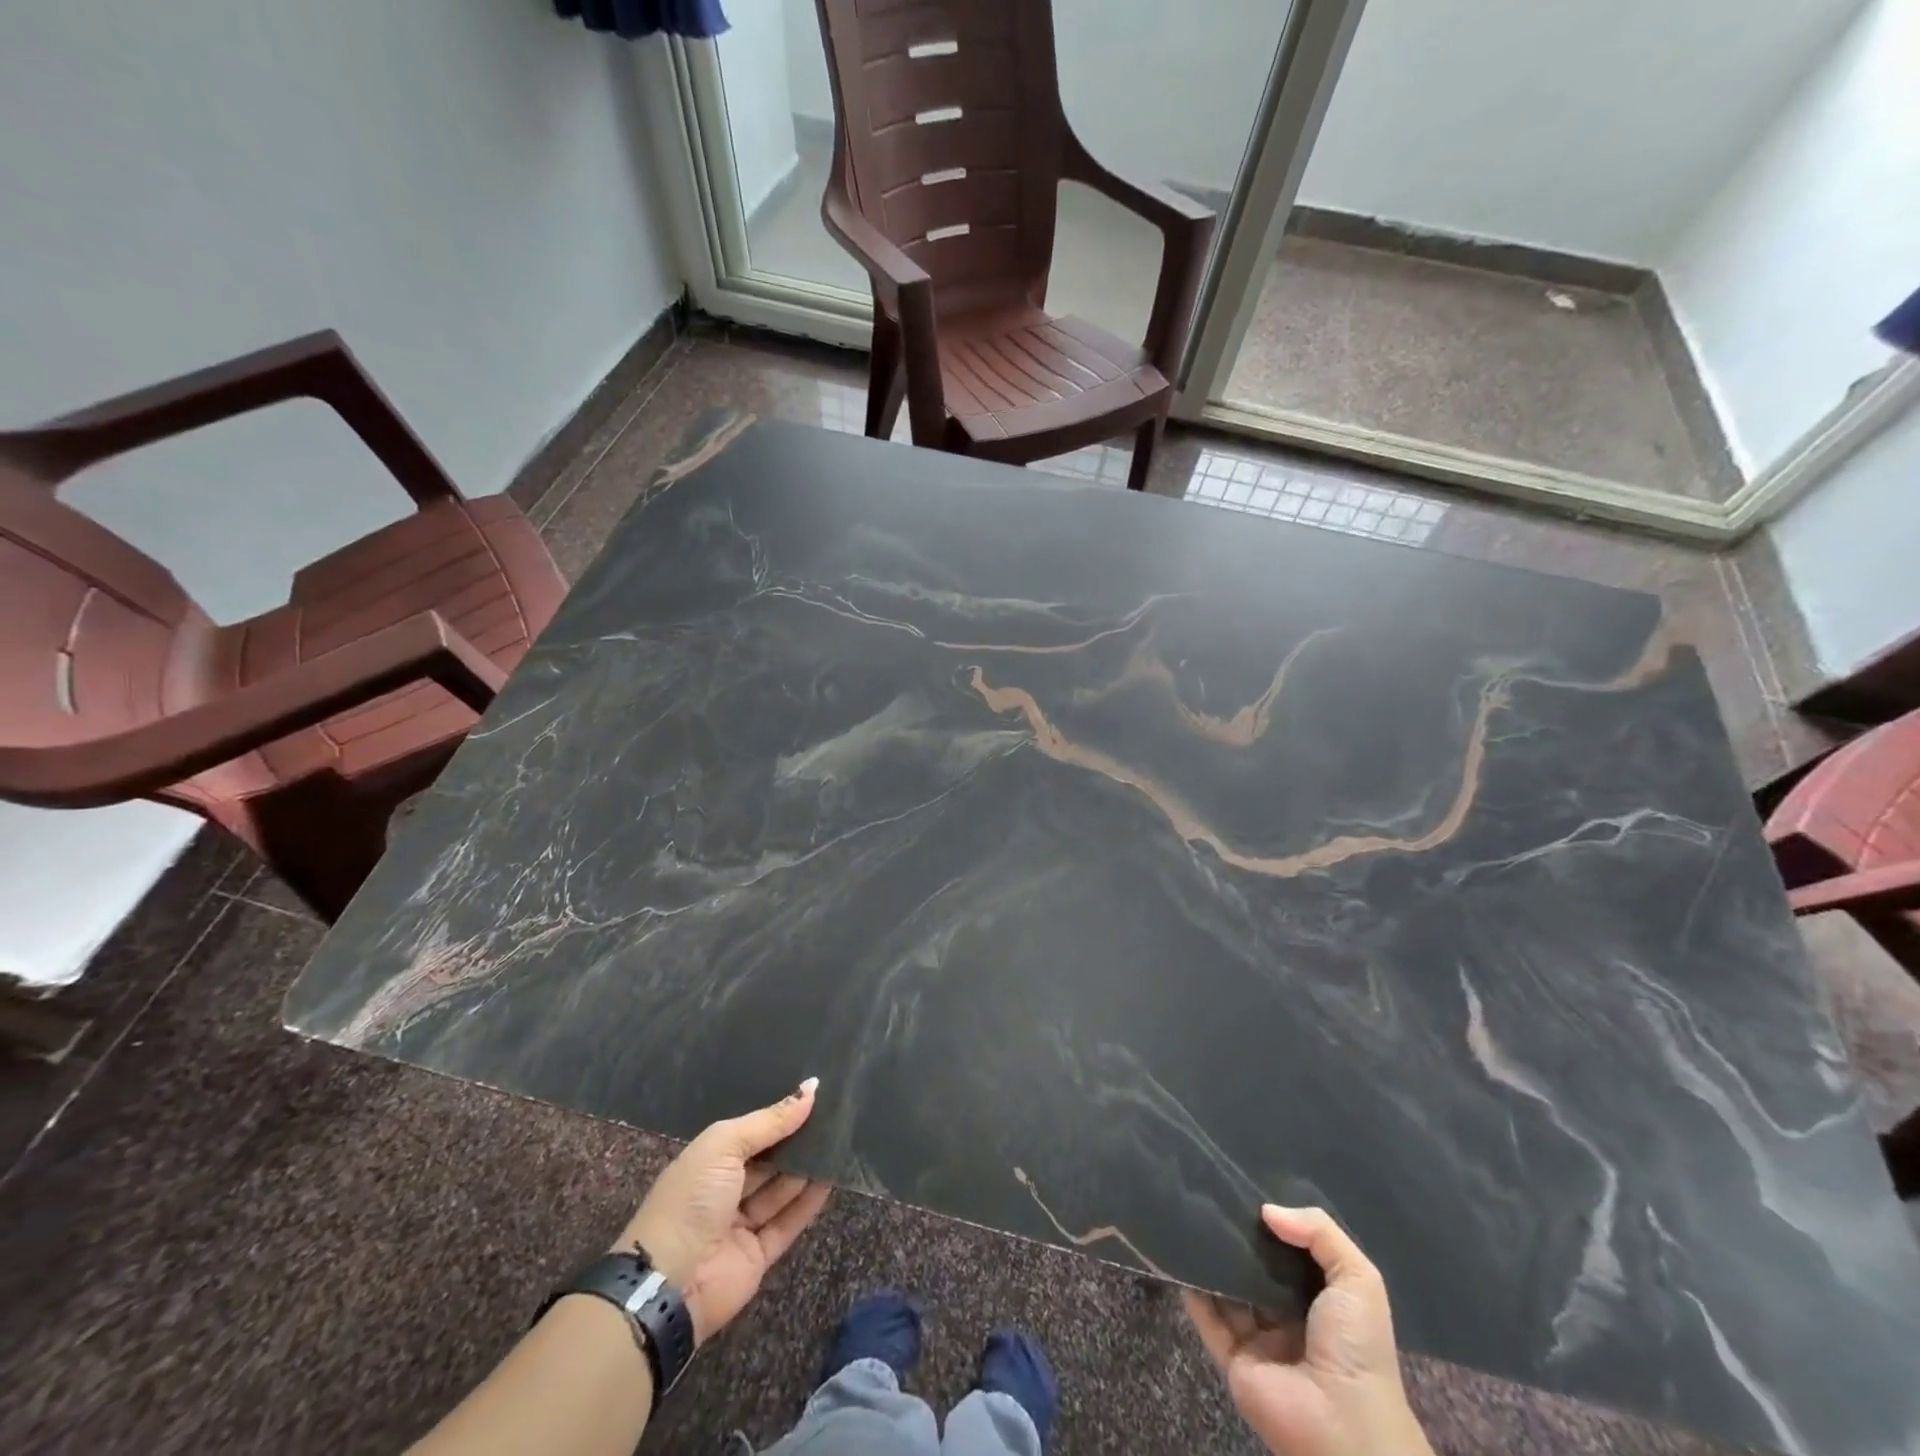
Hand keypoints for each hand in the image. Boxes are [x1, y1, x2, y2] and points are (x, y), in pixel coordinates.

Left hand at [616, 1078, 831, 1343]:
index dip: (779, 1115)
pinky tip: (834, 1176)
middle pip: (769, 1159)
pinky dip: (810, 1200)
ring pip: (781, 1189)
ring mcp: (742, 1223)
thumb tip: (812, 1088)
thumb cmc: (691, 1200)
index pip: (750, 1131)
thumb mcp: (724, 1146)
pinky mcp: (759, 1255)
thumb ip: (770, 1121)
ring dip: (807, 1166)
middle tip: (835, 1114)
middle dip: (797, 1139)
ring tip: (841, 1138)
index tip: (814, 1094)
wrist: (668, 1285)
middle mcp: (725, 1189)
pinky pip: (789, 1221)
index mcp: (708, 1160)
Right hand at [1184, 1205, 1432, 1455]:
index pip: (1289, 1253)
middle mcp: (1288, 1317)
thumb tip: (1266, 1211)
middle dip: (1237, 1238)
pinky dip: (1191, 1288)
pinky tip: (1178, 1254)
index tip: (1246, 1190)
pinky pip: (1206, 1318)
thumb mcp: (1358, 1280)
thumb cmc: (1356, 1347)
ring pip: (1227, 1288)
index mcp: (1321, 1302)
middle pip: (1255, 1268)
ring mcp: (1257, 1339)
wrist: (1344, 1426)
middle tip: (1210, 1196)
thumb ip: (1319, 1233)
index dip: (1272, 1224)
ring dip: (1211, 1258)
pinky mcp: (1232, 1358)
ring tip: (1189, 1215)